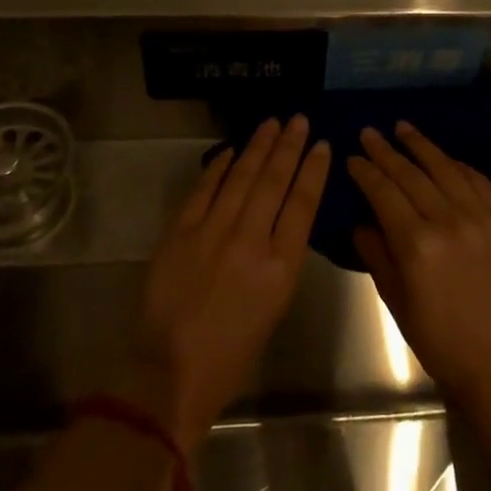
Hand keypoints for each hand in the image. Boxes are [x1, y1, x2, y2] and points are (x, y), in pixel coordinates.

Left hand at [119, 116, 329, 448]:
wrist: (169, 371)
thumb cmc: (232, 353)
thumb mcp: (274, 308)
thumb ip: (280, 260)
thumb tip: (279, 222)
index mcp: (281, 267)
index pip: (303, 204)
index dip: (313, 170)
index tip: (321, 144)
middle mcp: (250, 241)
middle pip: (274, 181)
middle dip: (288, 146)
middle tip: (298, 119)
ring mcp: (212, 232)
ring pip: (241, 177)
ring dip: (258, 147)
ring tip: (272, 123)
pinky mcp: (180, 232)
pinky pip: (204, 189)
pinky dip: (219, 167)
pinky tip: (232, 150)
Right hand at [347, 123, 490, 407]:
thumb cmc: (438, 338)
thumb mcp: (395, 299)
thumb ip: (376, 253)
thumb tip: (361, 221)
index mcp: (417, 244)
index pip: (384, 192)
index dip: (366, 171)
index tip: (353, 156)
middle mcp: (451, 222)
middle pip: (412, 175)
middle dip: (387, 151)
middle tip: (370, 132)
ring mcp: (485, 218)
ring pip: (447, 169)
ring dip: (422, 146)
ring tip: (403, 128)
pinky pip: (481, 182)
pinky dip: (459, 166)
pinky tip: (445, 158)